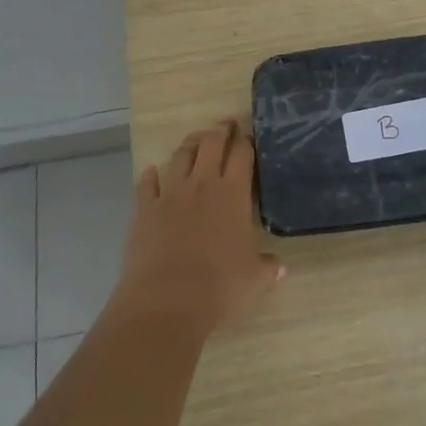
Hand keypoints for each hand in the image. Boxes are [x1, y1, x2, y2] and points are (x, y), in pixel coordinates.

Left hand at [112, 118, 284, 335]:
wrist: (166, 301)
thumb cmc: (219, 287)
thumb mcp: (254, 279)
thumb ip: (267, 268)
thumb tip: (280, 268)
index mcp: (233, 194)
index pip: (242, 154)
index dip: (246, 141)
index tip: (248, 135)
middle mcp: (202, 185)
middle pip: (211, 144)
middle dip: (220, 130)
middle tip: (226, 124)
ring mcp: (170, 194)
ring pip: (180, 157)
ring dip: (190, 144)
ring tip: (196, 139)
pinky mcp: (145, 210)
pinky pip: (147, 184)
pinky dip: (150, 175)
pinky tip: (152, 172)